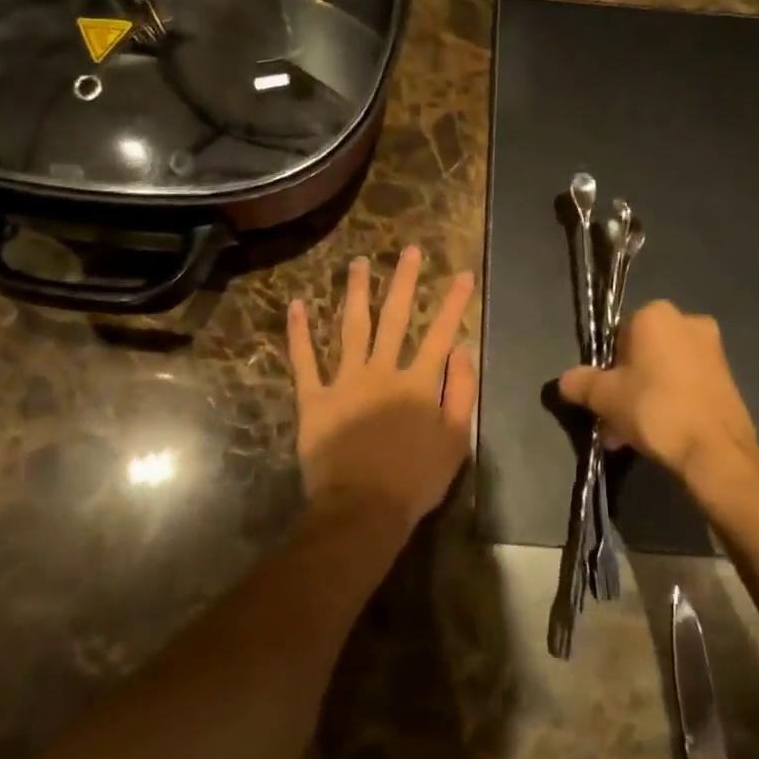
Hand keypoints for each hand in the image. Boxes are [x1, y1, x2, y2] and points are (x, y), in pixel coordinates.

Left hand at [287, 247, 476, 532]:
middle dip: (404, 281)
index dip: (454, 303)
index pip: (441, 333)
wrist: (363, 509)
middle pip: (395, 318)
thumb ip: (462, 392)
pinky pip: (304, 361)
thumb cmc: (415, 479)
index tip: (462, 274)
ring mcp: (345, 381)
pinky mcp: (314, 398)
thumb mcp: (456, 440)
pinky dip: (298, 333)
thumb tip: (462, 350)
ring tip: (359, 263)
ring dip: (356, 292)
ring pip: (352, 327)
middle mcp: (382, 371)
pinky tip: (296, 305)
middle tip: (409, 250)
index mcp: (418, 382)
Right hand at [558, 300, 758, 510]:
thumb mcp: (604, 397)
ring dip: (644, 399)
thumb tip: (566, 381)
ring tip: (630, 438)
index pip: (617, 335)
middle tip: (613, 422)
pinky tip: (658, 437)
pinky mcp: (728, 379)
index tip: (601, 397)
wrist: (716, 451)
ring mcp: (713, 351)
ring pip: (663, 373)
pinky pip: (685, 386)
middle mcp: (688, 322)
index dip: (605, 367)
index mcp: (656, 314)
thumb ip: (580, 383)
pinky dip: (670, 404)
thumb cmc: (654, 409)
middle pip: (642, 355)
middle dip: (625, 387)